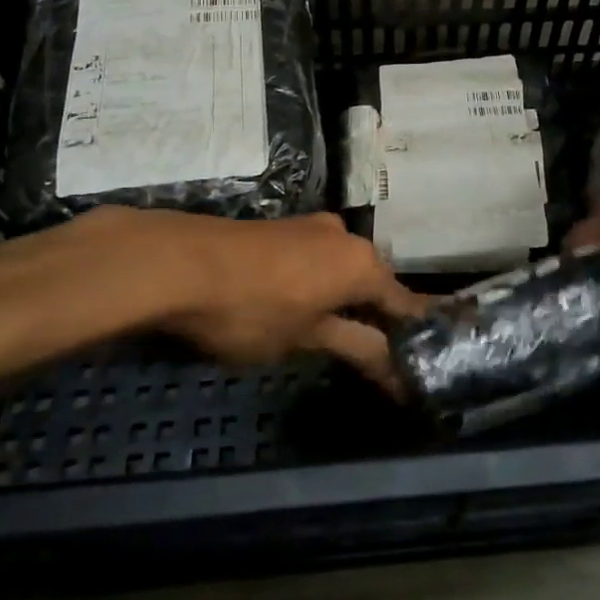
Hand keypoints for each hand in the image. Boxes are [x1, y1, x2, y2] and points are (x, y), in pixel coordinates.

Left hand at [34, 208, 422, 390]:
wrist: (180, 262)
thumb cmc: (251, 308)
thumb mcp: (305, 337)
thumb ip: (356, 347)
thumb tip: (398, 372)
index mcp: (363, 264)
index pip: (404, 304)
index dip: (411, 337)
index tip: (419, 364)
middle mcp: (347, 237)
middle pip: (375, 283)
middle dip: (378, 318)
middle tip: (378, 357)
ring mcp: (313, 227)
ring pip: (344, 269)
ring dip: (347, 300)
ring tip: (340, 335)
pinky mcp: (284, 227)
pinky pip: (318, 259)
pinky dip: (321, 284)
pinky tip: (306, 305)